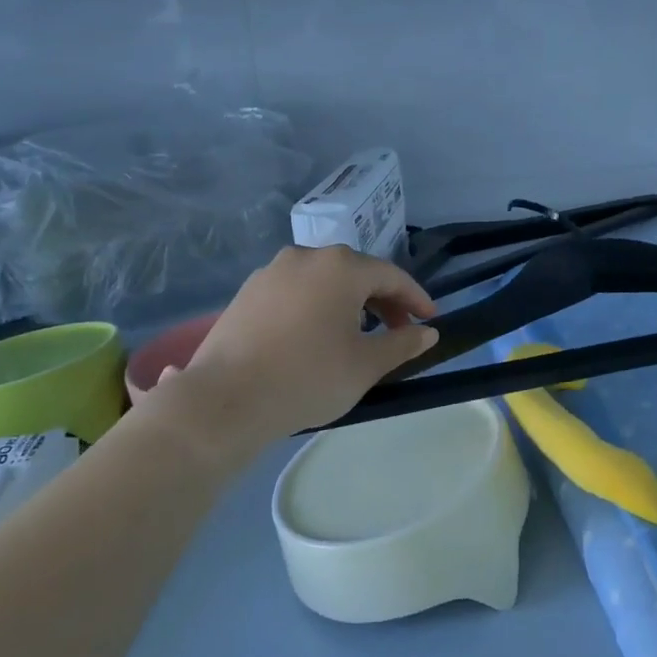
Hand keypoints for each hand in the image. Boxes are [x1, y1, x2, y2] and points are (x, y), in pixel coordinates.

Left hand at [156, 246, 437, 456]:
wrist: (225, 401)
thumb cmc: (308, 377)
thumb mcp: (366, 365)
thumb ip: (402, 343)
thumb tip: (428, 332)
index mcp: (341, 266)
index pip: (391, 276)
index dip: (415, 298)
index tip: (430, 320)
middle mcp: (307, 256)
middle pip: (356, 273)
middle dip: (382, 300)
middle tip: (397, 331)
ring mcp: (272, 272)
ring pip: (323, 280)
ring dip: (347, 302)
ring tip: (356, 334)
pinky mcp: (247, 292)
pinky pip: (295, 291)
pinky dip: (315, 306)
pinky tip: (314, 336)